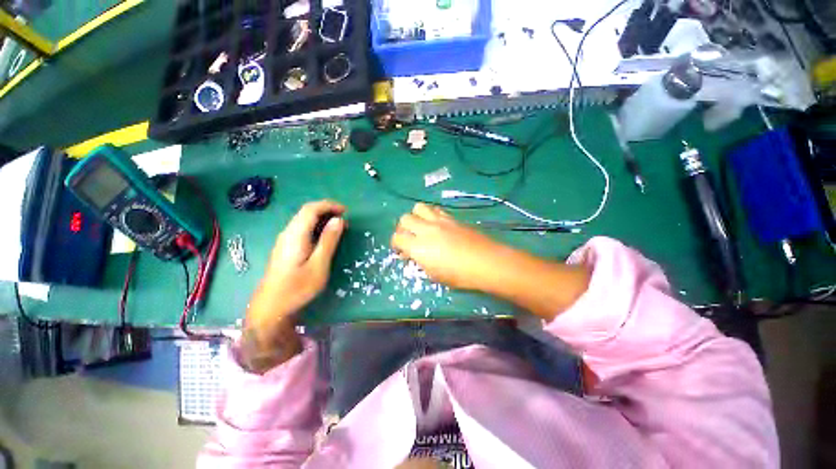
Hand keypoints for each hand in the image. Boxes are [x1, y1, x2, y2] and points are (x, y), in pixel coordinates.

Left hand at [241, 200, 344, 372]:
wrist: (271, 308)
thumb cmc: (297, 288)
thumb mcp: (319, 265)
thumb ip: (329, 240)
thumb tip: (339, 220)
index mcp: (295, 234)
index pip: (311, 209)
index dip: (329, 205)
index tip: (346, 211)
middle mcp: (287, 233)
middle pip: (306, 212)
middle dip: (327, 211)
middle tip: (345, 221)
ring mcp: (284, 240)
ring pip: (303, 220)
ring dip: (322, 219)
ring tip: (339, 228)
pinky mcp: (285, 248)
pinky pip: (302, 229)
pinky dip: (316, 227)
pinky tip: (324, 238)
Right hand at [391, 203, 504, 290]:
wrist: (485, 262)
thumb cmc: (459, 275)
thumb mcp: (434, 275)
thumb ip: (421, 262)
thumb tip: (414, 255)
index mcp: (418, 247)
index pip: (397, 238)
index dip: (396, 244)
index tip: (402, 251)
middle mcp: (425, 230)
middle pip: (405, 219)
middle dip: (403, 228)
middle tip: (411, 238)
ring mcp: (439, 221)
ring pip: (419, 207)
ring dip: (416, 216)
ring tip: (422, 227)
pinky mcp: (451, 218)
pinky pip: (435, 209)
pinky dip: (431, 214)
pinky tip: (437, 224)